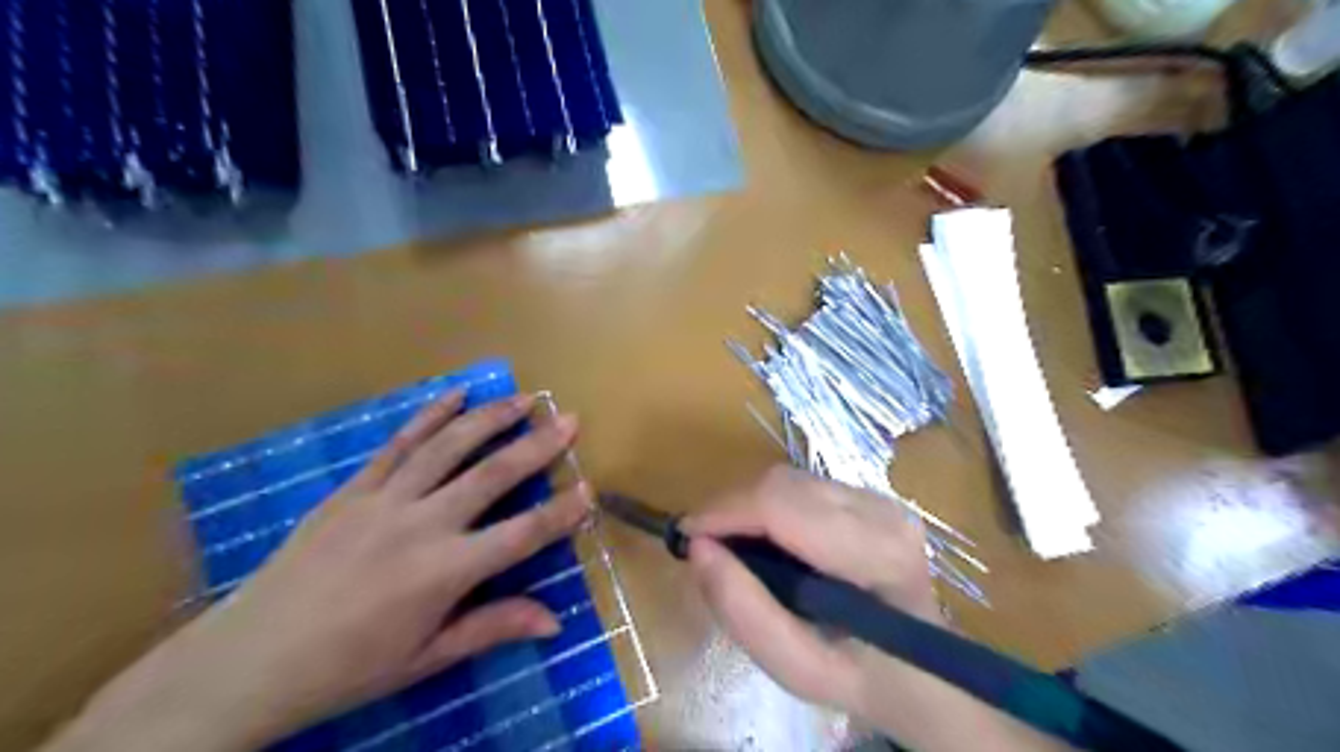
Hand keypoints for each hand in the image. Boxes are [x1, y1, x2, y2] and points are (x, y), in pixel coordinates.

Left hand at [46, 390, 590, 751]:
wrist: (247, 660)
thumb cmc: (347, 667)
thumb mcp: (426, 658)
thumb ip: (492, 627)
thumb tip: (555, 621)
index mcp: (444, 572)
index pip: (522, 535)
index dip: (562, 513)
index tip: (591, 490)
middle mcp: (421, 525)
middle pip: (493, 475)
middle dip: (537, 445)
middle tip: (570, 419)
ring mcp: (384, 500)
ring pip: (448, 447)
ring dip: (491, 418)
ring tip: (524, 398)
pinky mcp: (354, 489)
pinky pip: (399, 443)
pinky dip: (430, 415)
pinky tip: (455, 393)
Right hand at [686, 463, 932, 716]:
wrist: (924, 668)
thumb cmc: (862, 675)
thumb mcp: (798, 668)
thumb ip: (745, 612)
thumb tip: (698, 549)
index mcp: (875, 552)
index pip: (782, 505)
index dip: (725, 512)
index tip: (686, 537)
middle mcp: (881, 509)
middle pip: (782, 484)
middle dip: (730, 508)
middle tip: (704, 547)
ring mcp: (878, 496)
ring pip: (787, 479)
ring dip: (748, 505)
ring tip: (731, 545)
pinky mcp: (867, 494)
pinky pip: (800, 485)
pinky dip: (768, 505)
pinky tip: (764, 539)